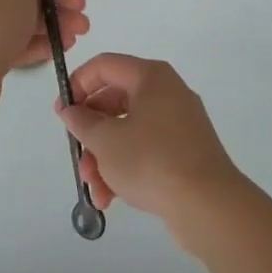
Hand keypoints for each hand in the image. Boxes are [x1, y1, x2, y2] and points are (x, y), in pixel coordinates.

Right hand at [55, 53, 244, 250]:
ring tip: (95, 190)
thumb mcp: (106, 140)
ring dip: (105, 158)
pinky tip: (111, 198)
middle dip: (91, 134)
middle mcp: (167, 92)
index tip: (62, 113)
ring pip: (129, 131)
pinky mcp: (186, 152)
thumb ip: (82, 121)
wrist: (209, 206)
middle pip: (115, 102)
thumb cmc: (152, 161)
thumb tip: (71, 109)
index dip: (78, 84)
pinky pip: (147, 150)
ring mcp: (179, 123)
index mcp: (151, 77)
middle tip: (77, 157)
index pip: (105, 65)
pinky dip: (127, 168)